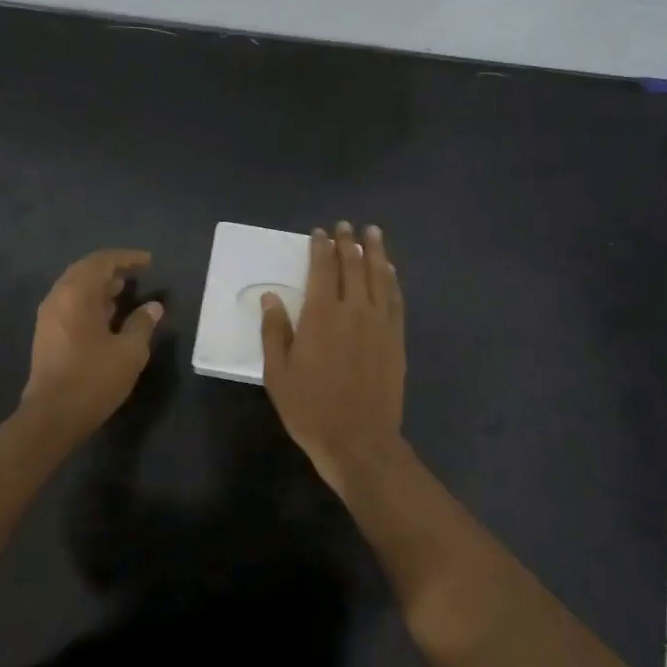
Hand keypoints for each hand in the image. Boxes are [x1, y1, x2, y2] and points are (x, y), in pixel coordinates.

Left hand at [21, 249, 163, 438]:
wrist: (52, 416)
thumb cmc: (94, 379)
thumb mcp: (129, 352)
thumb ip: (142, 324)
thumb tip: (153, 307)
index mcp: (76, 294)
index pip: (101, 261)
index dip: (127, 258)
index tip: (148, 261)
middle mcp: (57, 298)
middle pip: (84, 271)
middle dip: (111, 269)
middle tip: (136, 274)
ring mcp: (48, 317)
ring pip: (75, 288)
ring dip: (99, 286)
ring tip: (124, 292)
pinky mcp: (46, 334)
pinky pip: (70, 305)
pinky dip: (90, 302)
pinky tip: (107, 316)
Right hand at [260, 222, 405, 492]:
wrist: (359, 440)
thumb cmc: (310, 409)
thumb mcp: (278, 373)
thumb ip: (274, 331)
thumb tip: (270, 296)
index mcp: (321, 316)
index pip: (323, 269)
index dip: (320, 248)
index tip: (319, 233)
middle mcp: (354, 311)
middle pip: (354, 266)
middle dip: (348, 243)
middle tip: (345, 226)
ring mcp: (380, 324)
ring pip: (380, 277)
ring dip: (376, 252)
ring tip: (372, 233)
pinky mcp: (396, 339)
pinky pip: (396, 299)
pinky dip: (392, 279)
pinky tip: (390, 270)